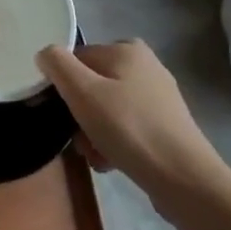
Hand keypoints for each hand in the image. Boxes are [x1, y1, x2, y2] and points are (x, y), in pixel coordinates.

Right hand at [37, 42, 229, 205]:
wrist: (185, 180)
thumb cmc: (129, 128)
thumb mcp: (82, 92)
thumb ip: (57, 65)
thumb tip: (45, 54)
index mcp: (127, 49)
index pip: (77, 60)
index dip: (64, 86)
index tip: (61, 114)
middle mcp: (146, 66)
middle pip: (93, 86)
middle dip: (81, 115)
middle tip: (80, 140)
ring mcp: (160, 97)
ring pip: (108, 109)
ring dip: (94, 132)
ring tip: (96, 156)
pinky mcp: (167, 126)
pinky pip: (127, 127)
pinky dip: (115, 142)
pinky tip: (112, 163)